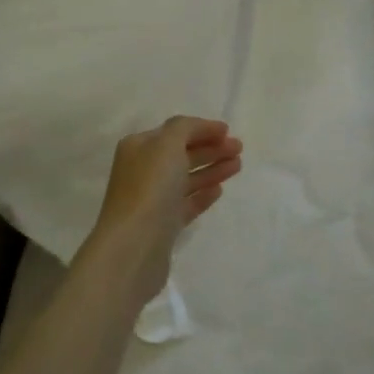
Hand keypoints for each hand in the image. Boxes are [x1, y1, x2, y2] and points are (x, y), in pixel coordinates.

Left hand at [84, 116, 242, 304]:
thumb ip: (185, 128)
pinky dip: (202, 194)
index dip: (202, 129)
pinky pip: (186, 204)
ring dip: (212, 169)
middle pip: (182, 154)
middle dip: (211, 149)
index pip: (175, 132)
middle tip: (239, 149)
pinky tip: (219, 190)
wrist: (135, 245)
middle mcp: (142, 171)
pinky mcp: (163, 225)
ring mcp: (152, 199)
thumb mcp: (167, 144)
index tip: (228, 131)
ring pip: (186, 179)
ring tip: (237, 166)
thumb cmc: (150, 187)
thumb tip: (200, 129)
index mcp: (139, 148)